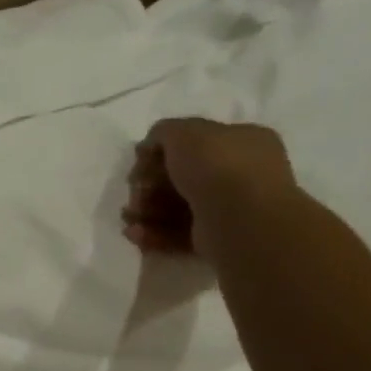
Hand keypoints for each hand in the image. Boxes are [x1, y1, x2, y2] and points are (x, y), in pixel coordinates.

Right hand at [122, 118, 296, 259]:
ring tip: (130, 218)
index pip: (194, 143)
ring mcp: (228, 208)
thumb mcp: (184, 132)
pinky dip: (154, 233)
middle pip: (181, 177)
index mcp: (241, 141)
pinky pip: (178, 233)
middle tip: (136, 191)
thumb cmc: (216, 166)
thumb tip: (151, 146)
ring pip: (176, 207)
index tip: (139, 161)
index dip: (160, 152)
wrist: (240, 218)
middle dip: (149, 185)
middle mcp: (239, 173)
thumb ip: (164, 132)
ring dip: (146, 211)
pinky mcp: (215, 239)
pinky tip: (135, 233)